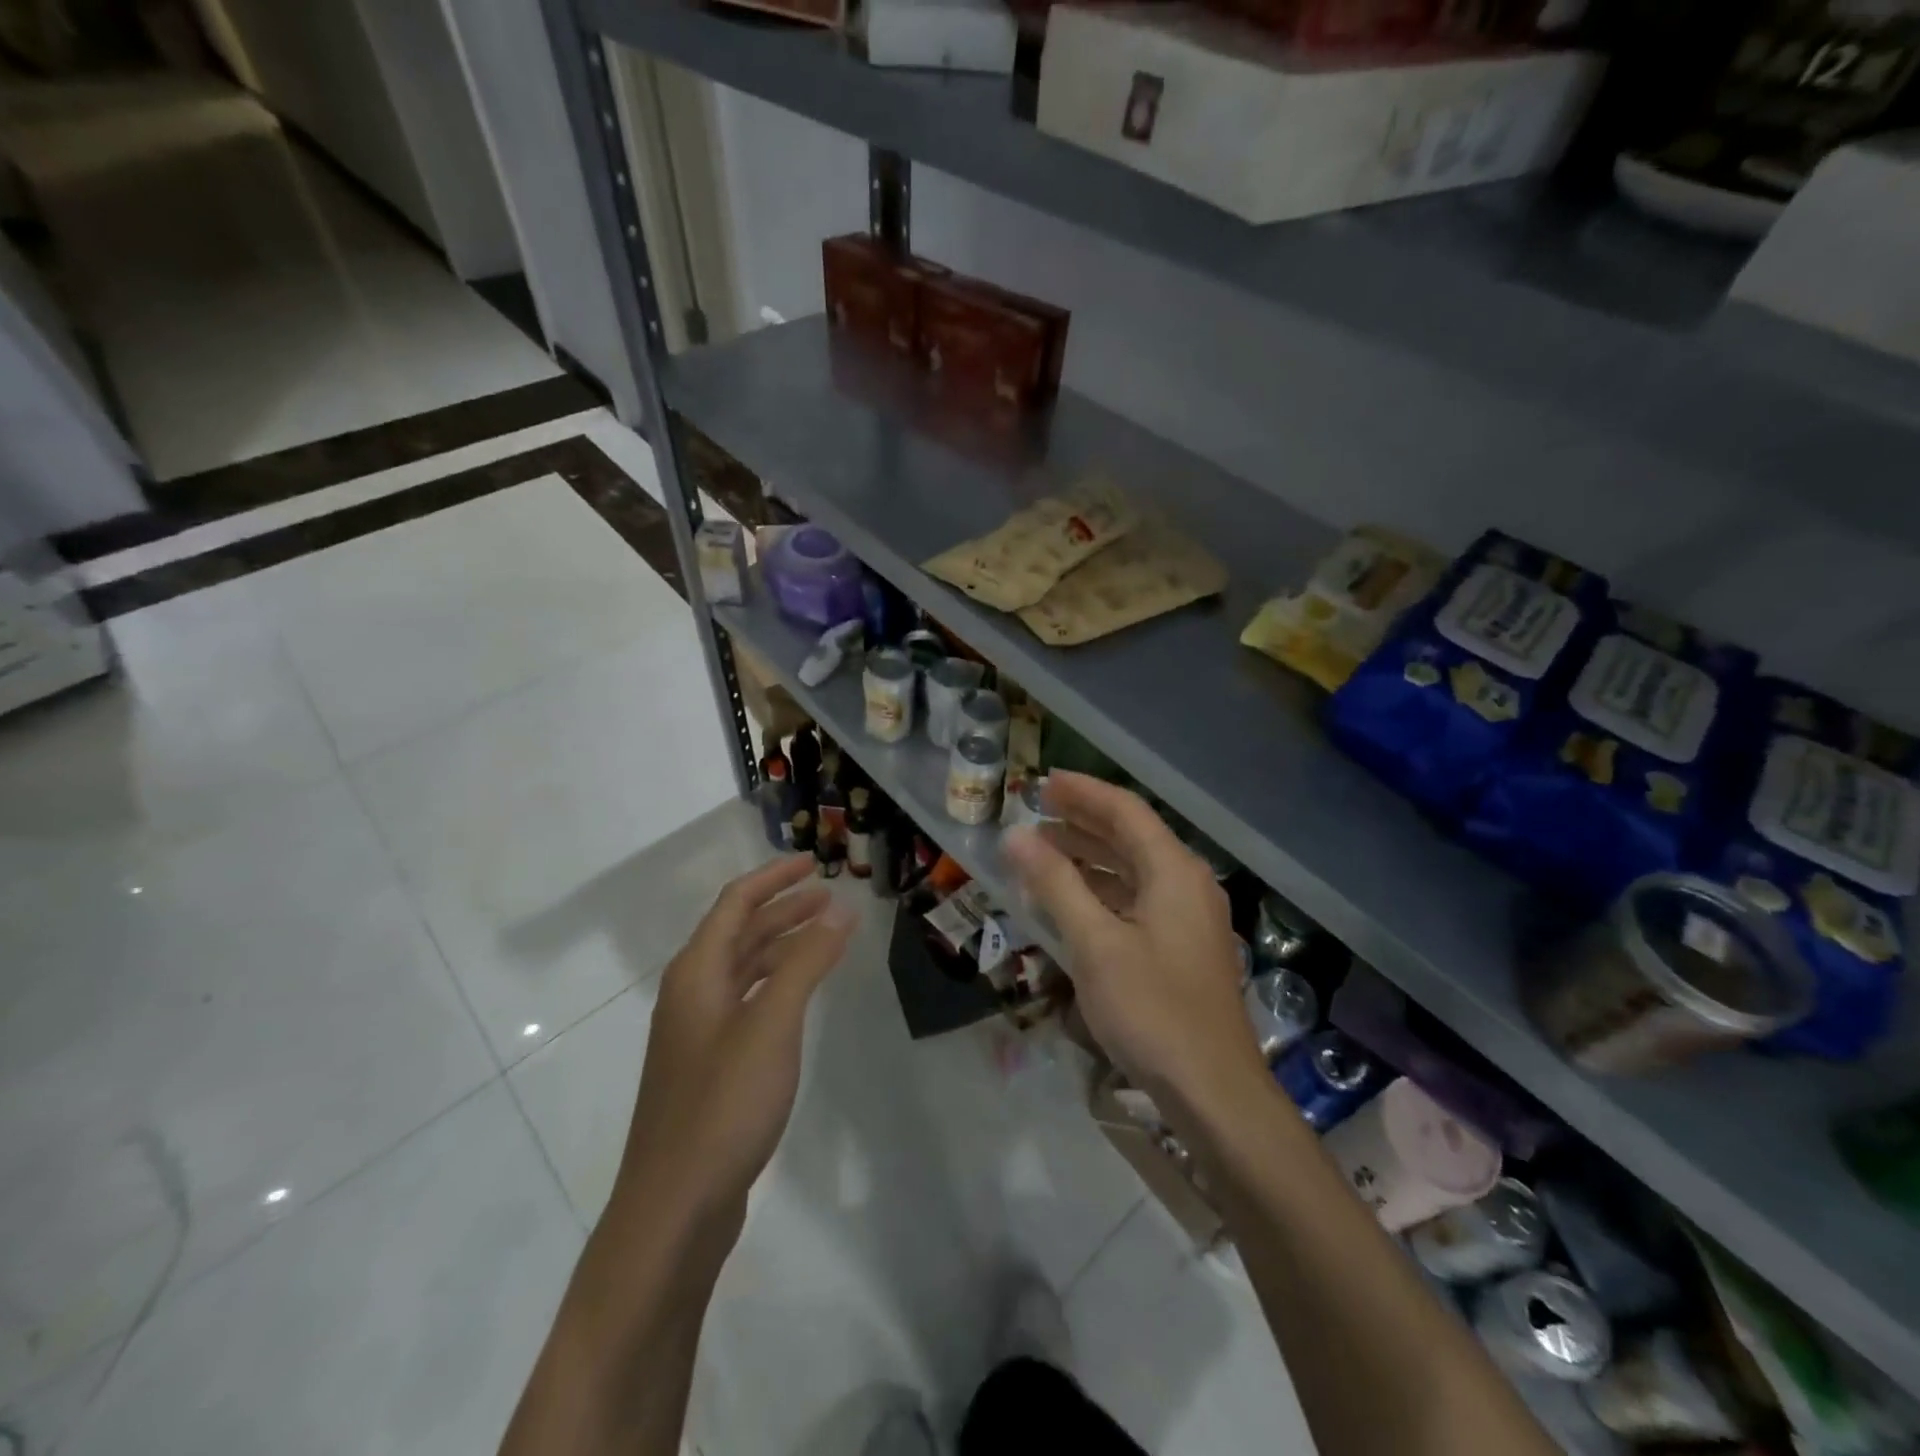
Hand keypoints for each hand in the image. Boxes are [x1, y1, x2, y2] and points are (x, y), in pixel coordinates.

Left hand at [615, 856, 856, 1221]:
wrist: (674, 1206)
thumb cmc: (723, 1103)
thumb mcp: (772, 1023)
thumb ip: (807, 962)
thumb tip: (840, 909)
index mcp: (697, 972)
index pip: (736, 903)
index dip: (774, 877)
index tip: (813, 862)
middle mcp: (691, 993)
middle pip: (739, 932)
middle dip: (783, 909)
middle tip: (830, 898)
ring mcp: (697, 1032)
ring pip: (744, 969)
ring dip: (782, 946)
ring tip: (825, 937)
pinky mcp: (709, 1066)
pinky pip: (747, 1002)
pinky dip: (777, 984)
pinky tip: (800, 996)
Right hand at [1004, 772, 1267, 1121]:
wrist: (1213, 1090)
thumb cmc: (1152, 1009)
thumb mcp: (1095, 943)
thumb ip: (1055, 884)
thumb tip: (1016, 837)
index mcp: (1173, 871)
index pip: (1125, 810)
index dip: (1083, 792)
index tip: (1042, 782)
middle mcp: (1187, 883)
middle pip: (1132, 835)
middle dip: (1083, 819)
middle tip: (1037, 810)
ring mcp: (1189, 917)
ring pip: (1134, 869)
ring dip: (1091, 855)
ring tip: (1045, 850)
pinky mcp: (1183, 946)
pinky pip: (1138, 898)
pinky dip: (1103, 889)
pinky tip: (1073, 900)